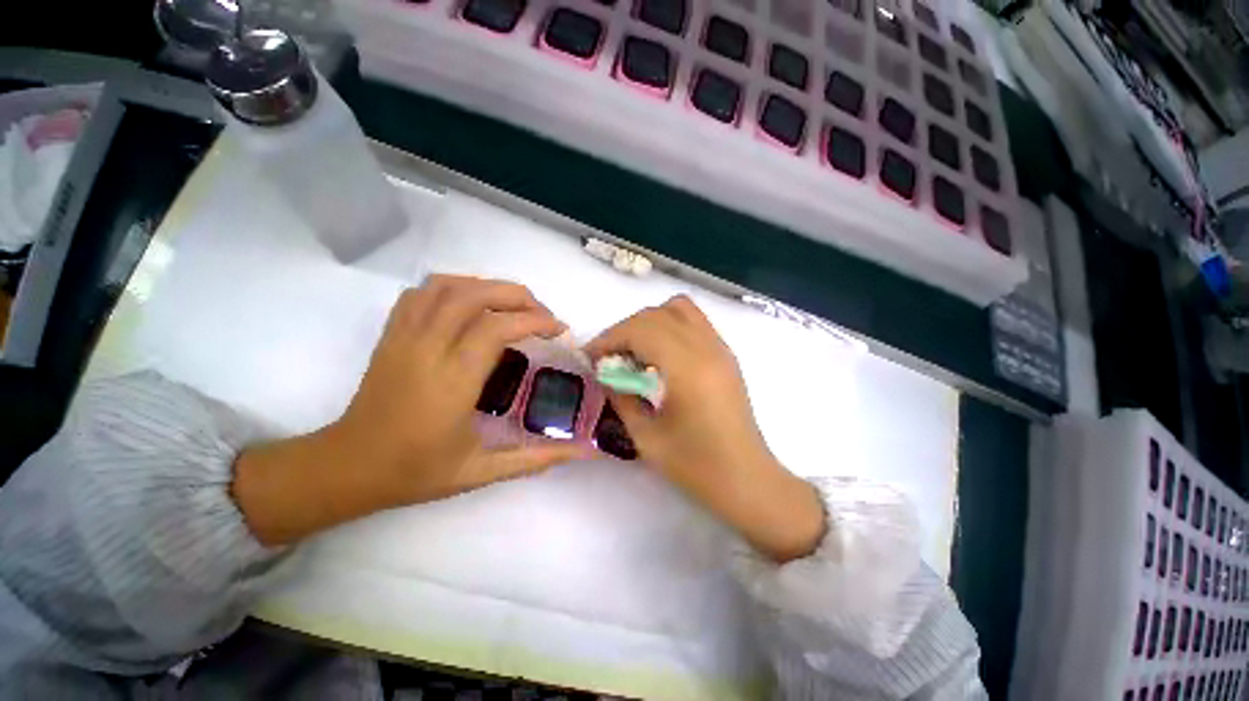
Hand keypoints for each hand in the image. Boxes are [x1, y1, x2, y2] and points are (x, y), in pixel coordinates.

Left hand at [232, 276, 584, 545]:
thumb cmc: (416, 471)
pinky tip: (471, 305)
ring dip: (487, 286)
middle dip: (517, 296)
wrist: (349, 467)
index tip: (559, 330)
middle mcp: (427, 349)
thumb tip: (582, 451)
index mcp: (452, 382)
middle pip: (474, 295)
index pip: (497, 328)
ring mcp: (404, 336)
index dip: (535, 321)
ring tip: (511, 305)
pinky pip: (421, 293)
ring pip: (446, 286)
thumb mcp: (481, 472)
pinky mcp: (391, 334)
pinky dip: (453, 287)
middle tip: (542, 314)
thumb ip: (535, 458)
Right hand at [585, 296, 825, 561]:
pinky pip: (693, 321)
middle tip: (608, 356)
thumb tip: (606, 373)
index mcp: (687, 367)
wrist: (746, 479)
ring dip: (649, 322)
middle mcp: (706, 347)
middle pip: (656, 314)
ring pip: (678, 309)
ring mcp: (720, 347)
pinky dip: (669, 326)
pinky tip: (659, 356)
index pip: (640, 329)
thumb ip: (621, 397)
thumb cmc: (696, 466)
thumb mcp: (646, 437)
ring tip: (634, 350)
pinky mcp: (726, 354)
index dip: (609, 337)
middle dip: (624, 329)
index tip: (590, 356)